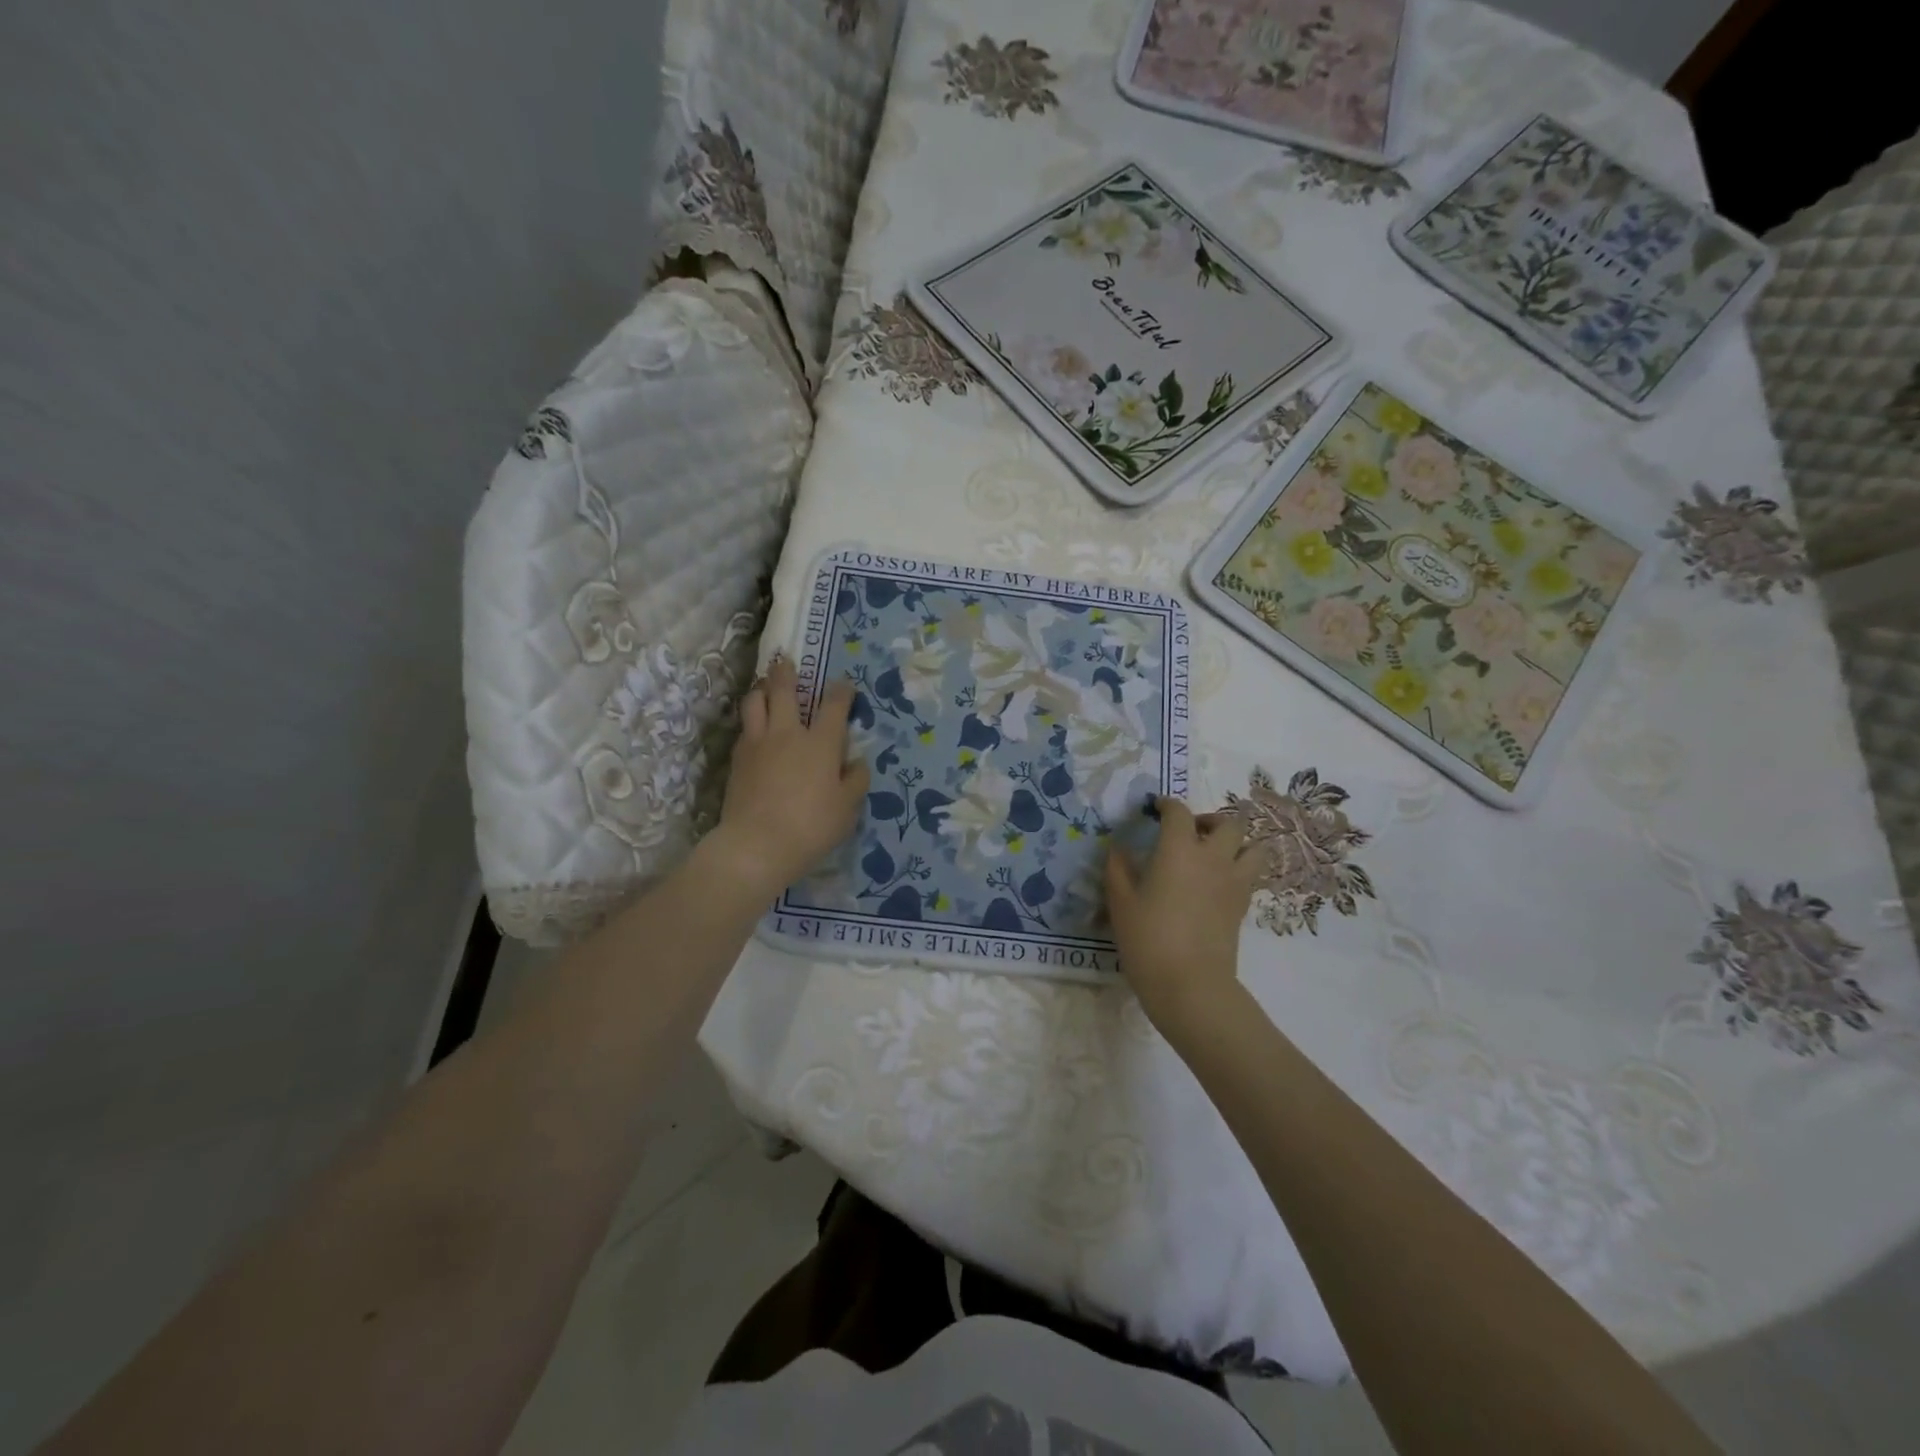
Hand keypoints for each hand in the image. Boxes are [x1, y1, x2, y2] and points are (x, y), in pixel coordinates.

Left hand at [707, 657, 869, 897]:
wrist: (757, 845)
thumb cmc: (811, 826)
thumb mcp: (847, 808)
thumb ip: (856, 780)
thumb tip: (857, 762)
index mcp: (821, 743)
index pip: (834, 705)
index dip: (842, 691)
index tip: (845, 686)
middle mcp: (788, 733)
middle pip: (784, 690)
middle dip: (787, 672)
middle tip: (786, 661)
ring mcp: (759, 743)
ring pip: (755, 701)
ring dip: (761, 689)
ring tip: (765, 687)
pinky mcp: (737, 758)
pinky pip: (745, 728)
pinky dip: (751, 720)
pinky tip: (755, 727)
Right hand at [1105, 797, 1261, 1032]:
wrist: (1189, 984)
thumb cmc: (1148, 939)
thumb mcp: (1120, 902)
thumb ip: (1117, 869)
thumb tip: (1118, 849)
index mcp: (1179, 849)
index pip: (1179, 812)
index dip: (1167, 805)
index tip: (1156, 809)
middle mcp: (1213, 857)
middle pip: (1228, 822)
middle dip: (1209, 820)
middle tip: (1190, 831)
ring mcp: (1234, 882)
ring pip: (1253, 847)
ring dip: (1236, 842)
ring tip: (1215, 853)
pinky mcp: (1243, 906)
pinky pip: (1250, 875)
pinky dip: (1239, 868)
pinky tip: (1217, 882)